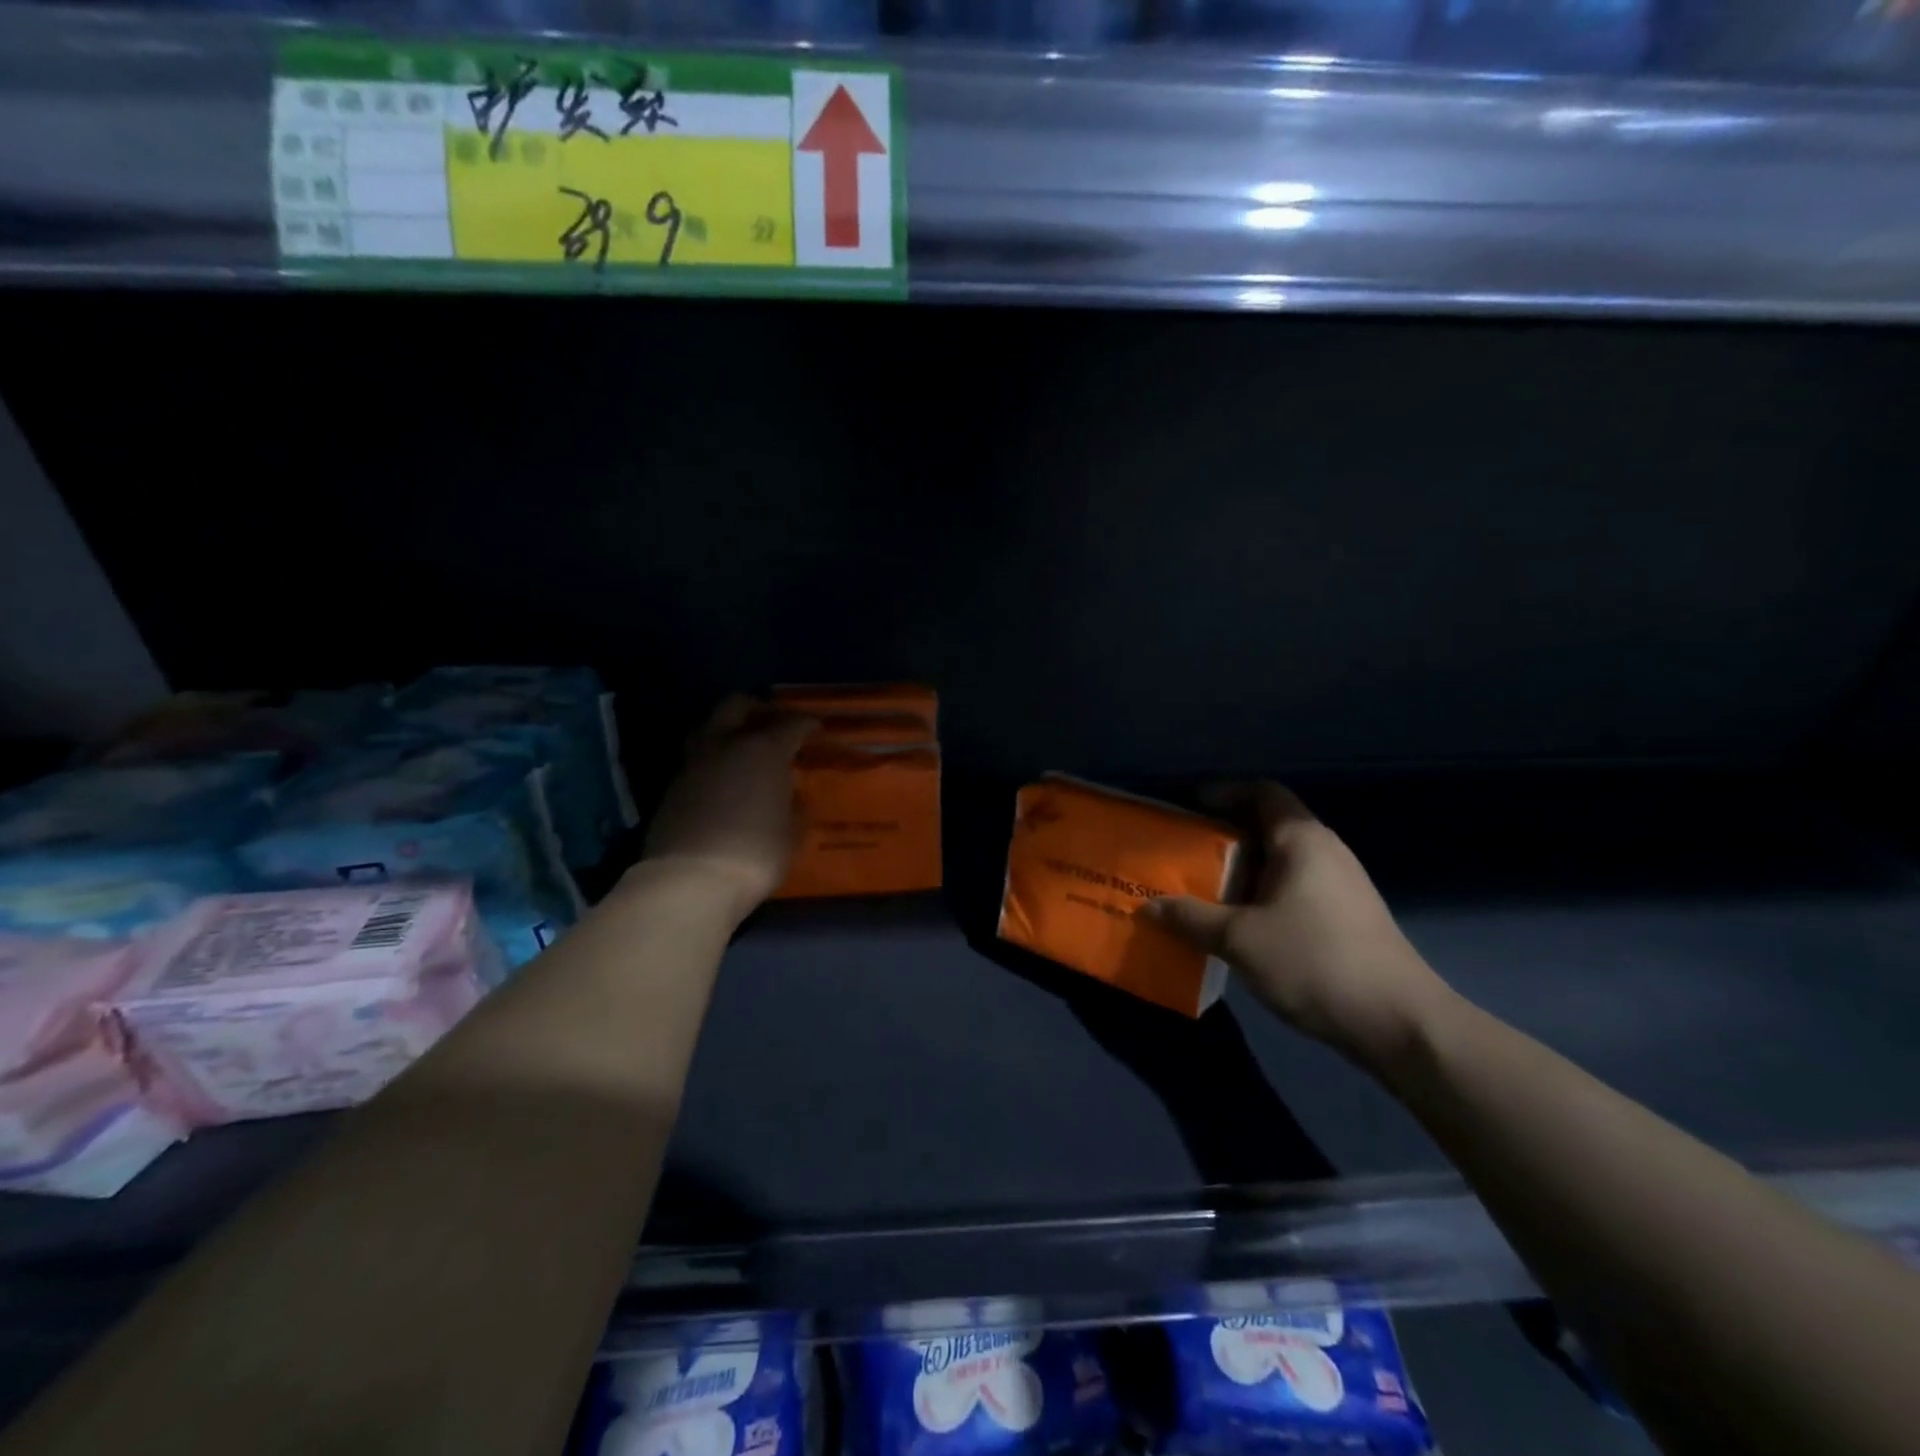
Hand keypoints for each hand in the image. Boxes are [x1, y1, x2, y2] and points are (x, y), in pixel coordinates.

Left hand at [639, 696, 815, 919]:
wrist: (688, 881)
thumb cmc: (755, 854)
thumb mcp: (791, 834)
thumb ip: (795, 808)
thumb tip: (792, 797)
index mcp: (764, 750)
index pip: (791, 723)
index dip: (806, 723)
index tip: (816, 729)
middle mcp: (725, 745)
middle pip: (738, 705)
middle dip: (758, 709)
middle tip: (774, 724)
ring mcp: (693, 764)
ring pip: (709, 726)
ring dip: (728, 729)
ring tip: (744, 748)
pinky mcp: (672, 787)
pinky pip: (697, 758)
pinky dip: (713, 759)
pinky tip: (724, 780)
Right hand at [1144, 783, 1453, 1071]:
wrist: (1398, 1023)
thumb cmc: (1313, 962)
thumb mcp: (1239, 939)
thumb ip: (1190, 918)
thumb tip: (1148, 907)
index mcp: (1302, 840)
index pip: (1263, 792)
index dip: (1225, 792)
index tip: (1190, 807)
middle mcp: (1325, 852)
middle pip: (1269, 826)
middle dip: (1224, 837)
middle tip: (1184, 854)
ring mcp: (1342, 885)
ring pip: (1281, 862)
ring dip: (1242, 871)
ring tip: (1203, 890)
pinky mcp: (1348, 917)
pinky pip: (1294, 889)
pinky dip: (1262, 895)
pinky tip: (1240, 924)